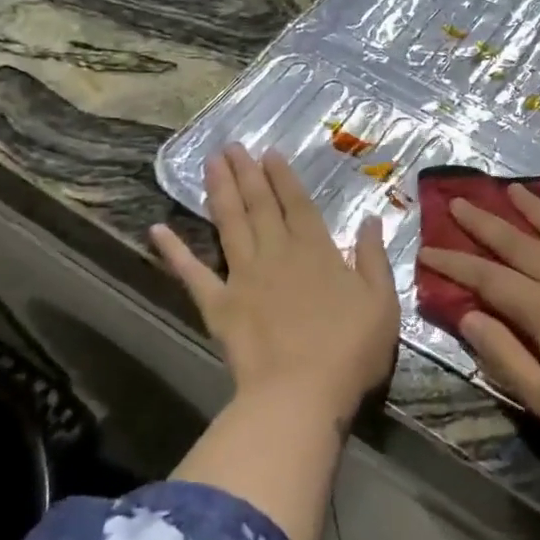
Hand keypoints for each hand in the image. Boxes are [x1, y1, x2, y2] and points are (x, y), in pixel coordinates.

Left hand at [152, 144, 398, 417]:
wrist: (301, 392)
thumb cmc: (351, 349)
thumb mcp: (382, 301)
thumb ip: (374, 258)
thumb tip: (371, 220)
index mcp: (317, 250)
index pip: (297, 204)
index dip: (283, 177)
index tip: (269, 152)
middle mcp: (277, 253)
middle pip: (259, 206)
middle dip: (247, 174)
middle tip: (231, 146)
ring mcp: (243, 277)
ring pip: (229, 224)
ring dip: (220, 192)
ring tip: (210, 164)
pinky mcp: (219, 305)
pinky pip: (192, 273)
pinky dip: (174, 251)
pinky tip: (158, 229)